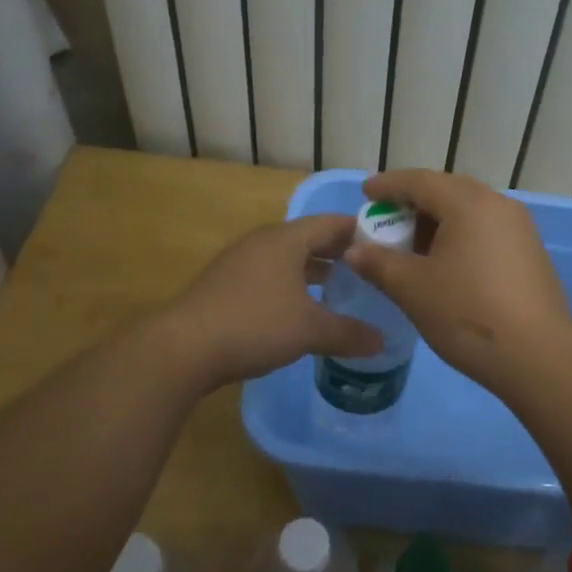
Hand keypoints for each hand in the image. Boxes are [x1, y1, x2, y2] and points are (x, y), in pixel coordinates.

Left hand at [164, 214, 383, 389]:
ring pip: (288, 258)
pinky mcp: (227, 284)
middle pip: (310, 238)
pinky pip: (270, 275)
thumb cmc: (254, 325)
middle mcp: (263, 241)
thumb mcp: (309, 330)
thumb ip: (348, 333)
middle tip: (370, 269)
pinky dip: (292, 285)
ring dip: (315, 270)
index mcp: (286, 239)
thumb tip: (381, 342)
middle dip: (340, 252)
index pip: (332, 223)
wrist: (184, 347)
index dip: (361, 231)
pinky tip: (301, 309)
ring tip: (341, 288)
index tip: (387, 245)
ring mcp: (241, 262)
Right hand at [345, 170, 571, 393]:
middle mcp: (498, 205)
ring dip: (437, 220)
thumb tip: (353, 251)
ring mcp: (519, 228)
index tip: (366, 193)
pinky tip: (445, 262)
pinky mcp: (530, 252)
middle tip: (386, 218)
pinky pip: (485, 229)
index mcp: (469, 203)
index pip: (420, 181)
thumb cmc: (467, 314)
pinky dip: (459, 235)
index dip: (389, 185)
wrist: (538, 357)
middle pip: (447, 190)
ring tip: (411, 244)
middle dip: (413, 201)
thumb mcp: (413, 289)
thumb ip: (379, 263)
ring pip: (469, 211)